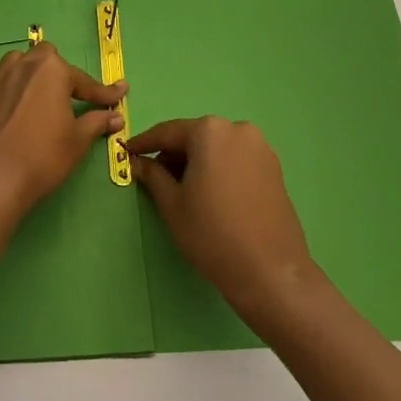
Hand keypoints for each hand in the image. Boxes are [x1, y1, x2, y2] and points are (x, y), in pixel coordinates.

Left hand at [0, 43, 124, 208]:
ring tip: (36, 91)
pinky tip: (3, 104)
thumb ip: (96, 122)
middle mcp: (24, 66)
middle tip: (69, 95)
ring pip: (15, 63)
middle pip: (45, 57)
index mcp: (52, 70)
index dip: (104, 93)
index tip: (120, 94)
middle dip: (59, 71)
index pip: (85, 81)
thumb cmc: (43, 155)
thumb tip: (116, 116)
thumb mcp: (78, 140)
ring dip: (27, 72)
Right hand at [127, 117, 317, 323]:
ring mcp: (260, 148)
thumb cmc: (212, 233)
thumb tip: (137, 162)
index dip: (144, 144)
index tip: (127, 153)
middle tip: (154, 177)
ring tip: (182, 190)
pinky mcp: (274, 168)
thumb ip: (152, 175)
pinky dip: (218, 169)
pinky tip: (210, 194)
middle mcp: (237, 129)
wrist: (270, 271)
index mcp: (209, 131)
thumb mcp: (172, 204)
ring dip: (196, 162)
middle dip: (173, 155)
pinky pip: (235, 159)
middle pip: (195, 137)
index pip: (167, 133)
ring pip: (216, 148)